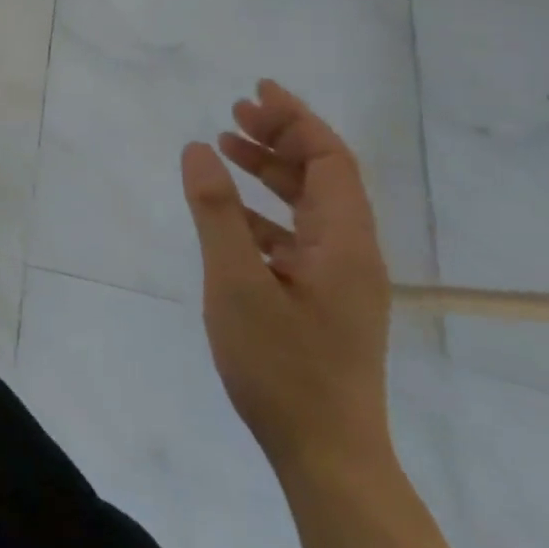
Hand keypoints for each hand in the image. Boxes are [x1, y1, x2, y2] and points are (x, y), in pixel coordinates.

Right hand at [181, 81, 391, 478]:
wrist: (325, 455)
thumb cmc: (281, 364)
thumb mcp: (237, 281)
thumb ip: (216, 211)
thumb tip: (197, 148)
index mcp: (344, 242)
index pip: (330, 160)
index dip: (296, 119)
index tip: (257, 91)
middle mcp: (351, 253)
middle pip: (323, 176)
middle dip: (281, 138)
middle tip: (234, 113)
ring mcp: (339, 279)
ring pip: (309, 205)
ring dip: (272, 171)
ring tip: (226, 145)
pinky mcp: (323, 300)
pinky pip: (296, 235)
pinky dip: (264, 210)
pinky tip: (229, 212)